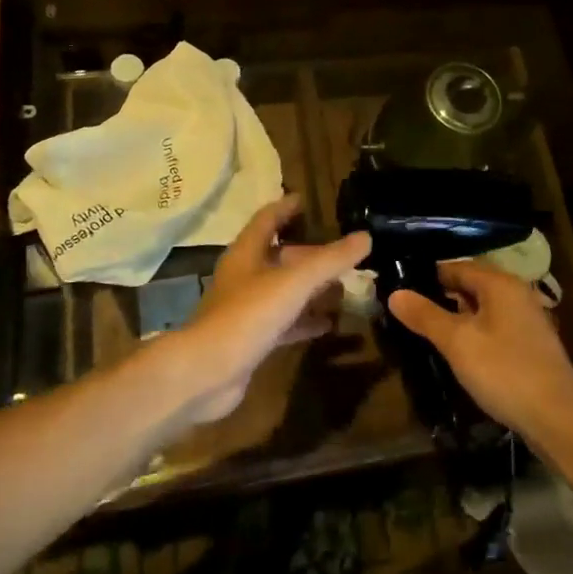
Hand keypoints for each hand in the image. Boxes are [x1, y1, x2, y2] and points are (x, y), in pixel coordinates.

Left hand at [161, 195, 369, 421]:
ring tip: (345, 287)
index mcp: (247, 253)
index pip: (267, 219)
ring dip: (311, 289)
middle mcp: (244, 276)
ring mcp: (246, 309)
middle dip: (310, 253)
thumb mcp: (294, 282)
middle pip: (280, 256)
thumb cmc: (248, 315)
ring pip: (284, 290)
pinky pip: (284, 322)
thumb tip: (366, 237)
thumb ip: (330, 260)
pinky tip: (329, 323)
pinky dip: (305, 320)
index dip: (286, 208)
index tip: (307, 201)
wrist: (206, 373)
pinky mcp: (252, 339)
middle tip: (343, 253)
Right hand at [389, 260, 572, 449]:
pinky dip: (474, 333)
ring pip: (483, 308)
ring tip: (426, 332)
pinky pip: (494, 327)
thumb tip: (395, 293)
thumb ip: (425, 315)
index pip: (456, 267)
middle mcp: (516, 293)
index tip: (399, 288)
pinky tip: (459, 352)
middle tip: (408, 312)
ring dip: (457, 317)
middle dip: (440, 296)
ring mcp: (526, 320)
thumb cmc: (504, 371)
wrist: (559, 418)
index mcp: (500, 283)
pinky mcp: (530, 345)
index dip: (427, 276)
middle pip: (471, 285)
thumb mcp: (457, 342)